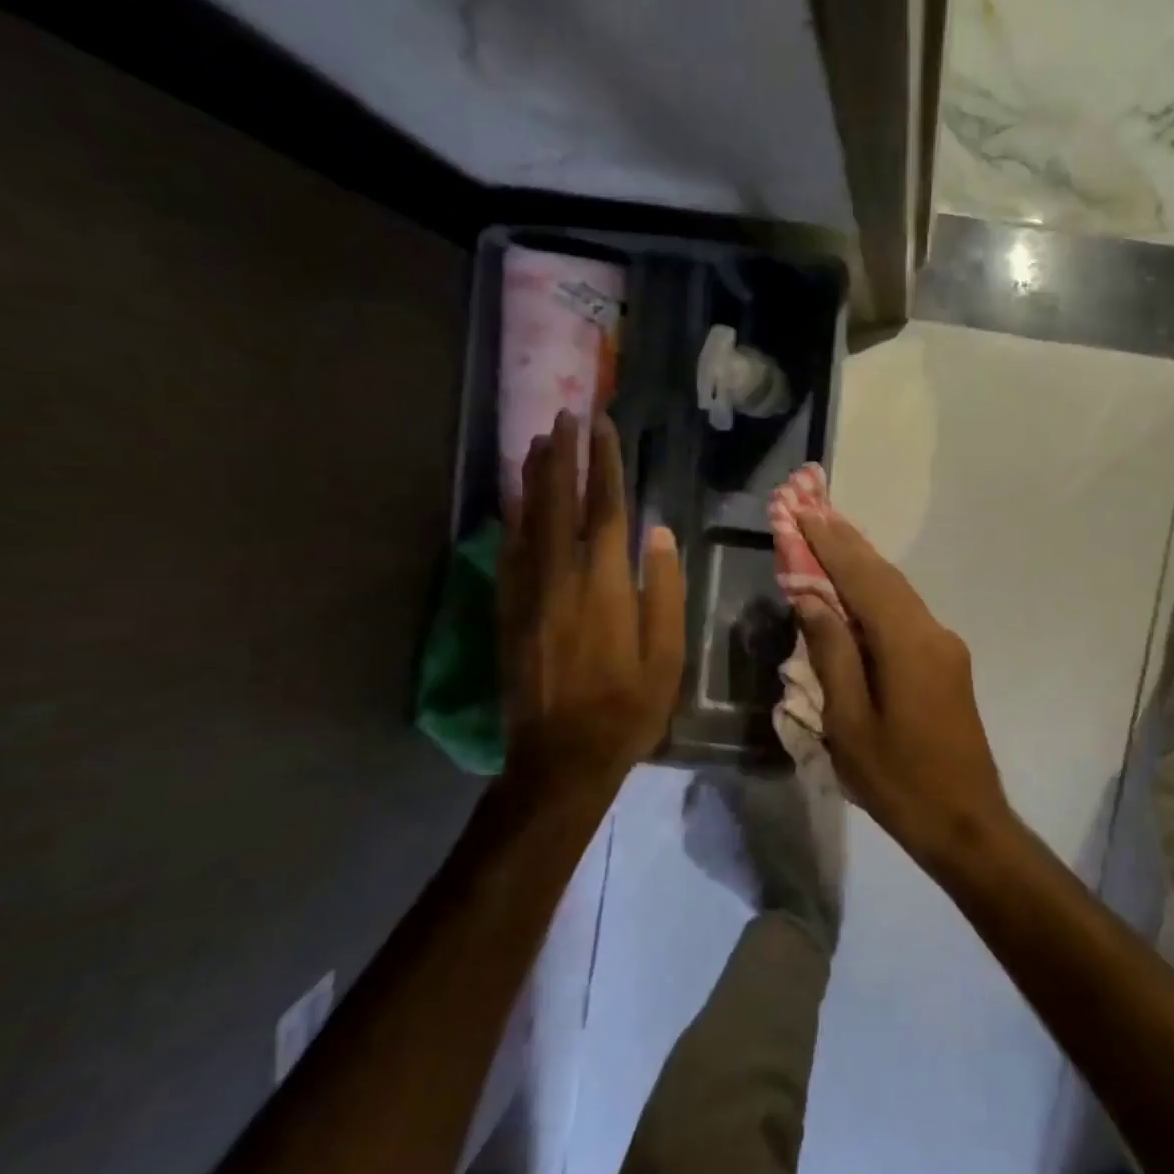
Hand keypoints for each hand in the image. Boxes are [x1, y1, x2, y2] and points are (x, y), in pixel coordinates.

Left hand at [500, 411, 684, 792]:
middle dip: (563, 456)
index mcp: (605, 585)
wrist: (561, 757)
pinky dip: (513, 520)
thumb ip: (664, 590)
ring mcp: (527, 594)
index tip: (603, 427)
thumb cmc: (628, 707)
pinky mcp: (507, 613)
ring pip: (528, 522)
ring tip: (538, 442)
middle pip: (559, 503)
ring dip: (534, 478)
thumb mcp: (666, 655)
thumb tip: (659, 533)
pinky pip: (508, 553)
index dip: (604, 464)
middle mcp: (560, 578)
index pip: (605, 509)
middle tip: (565, 416)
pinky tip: (516, 502)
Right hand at [794, 513, 1012, 865]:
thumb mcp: (849, 721)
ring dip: (861, 564)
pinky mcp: (947, 662)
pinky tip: (854, 589)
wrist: (965, 821)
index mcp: (908, 644)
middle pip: (884, 576)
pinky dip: (876, 593)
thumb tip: (813, 599)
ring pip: (897, 592)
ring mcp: (945, 646)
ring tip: (827, 537)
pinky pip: (905, 614)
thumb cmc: (898, 779)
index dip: (830, 544)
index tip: (802, 511)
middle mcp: (933, 632)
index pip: (863, 578)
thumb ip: (832, 653)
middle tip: (812, 509)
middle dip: (847, 542)